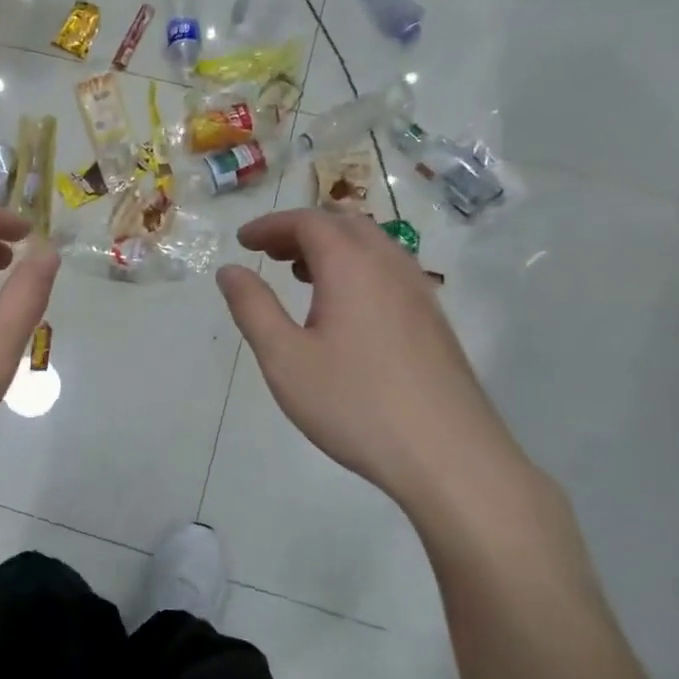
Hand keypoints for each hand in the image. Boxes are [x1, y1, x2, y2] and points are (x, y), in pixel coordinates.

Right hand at [216, 208, 524, 515]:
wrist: (448, 456)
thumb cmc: (354, 403)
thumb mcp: (285, 358)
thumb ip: (253, 308)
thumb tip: (230, 270)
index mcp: (352, 267)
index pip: (308, 222)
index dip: (271, 225)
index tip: (242, 241)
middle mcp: (391, 267)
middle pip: (344, 225)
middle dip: (301, 231)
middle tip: (268, 253)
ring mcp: (420, 293)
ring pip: (373, 247)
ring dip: (332, 248)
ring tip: (300, 275)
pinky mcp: (433, 321)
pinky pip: (390, 272)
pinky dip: (357, 269)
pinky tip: (343, 310)